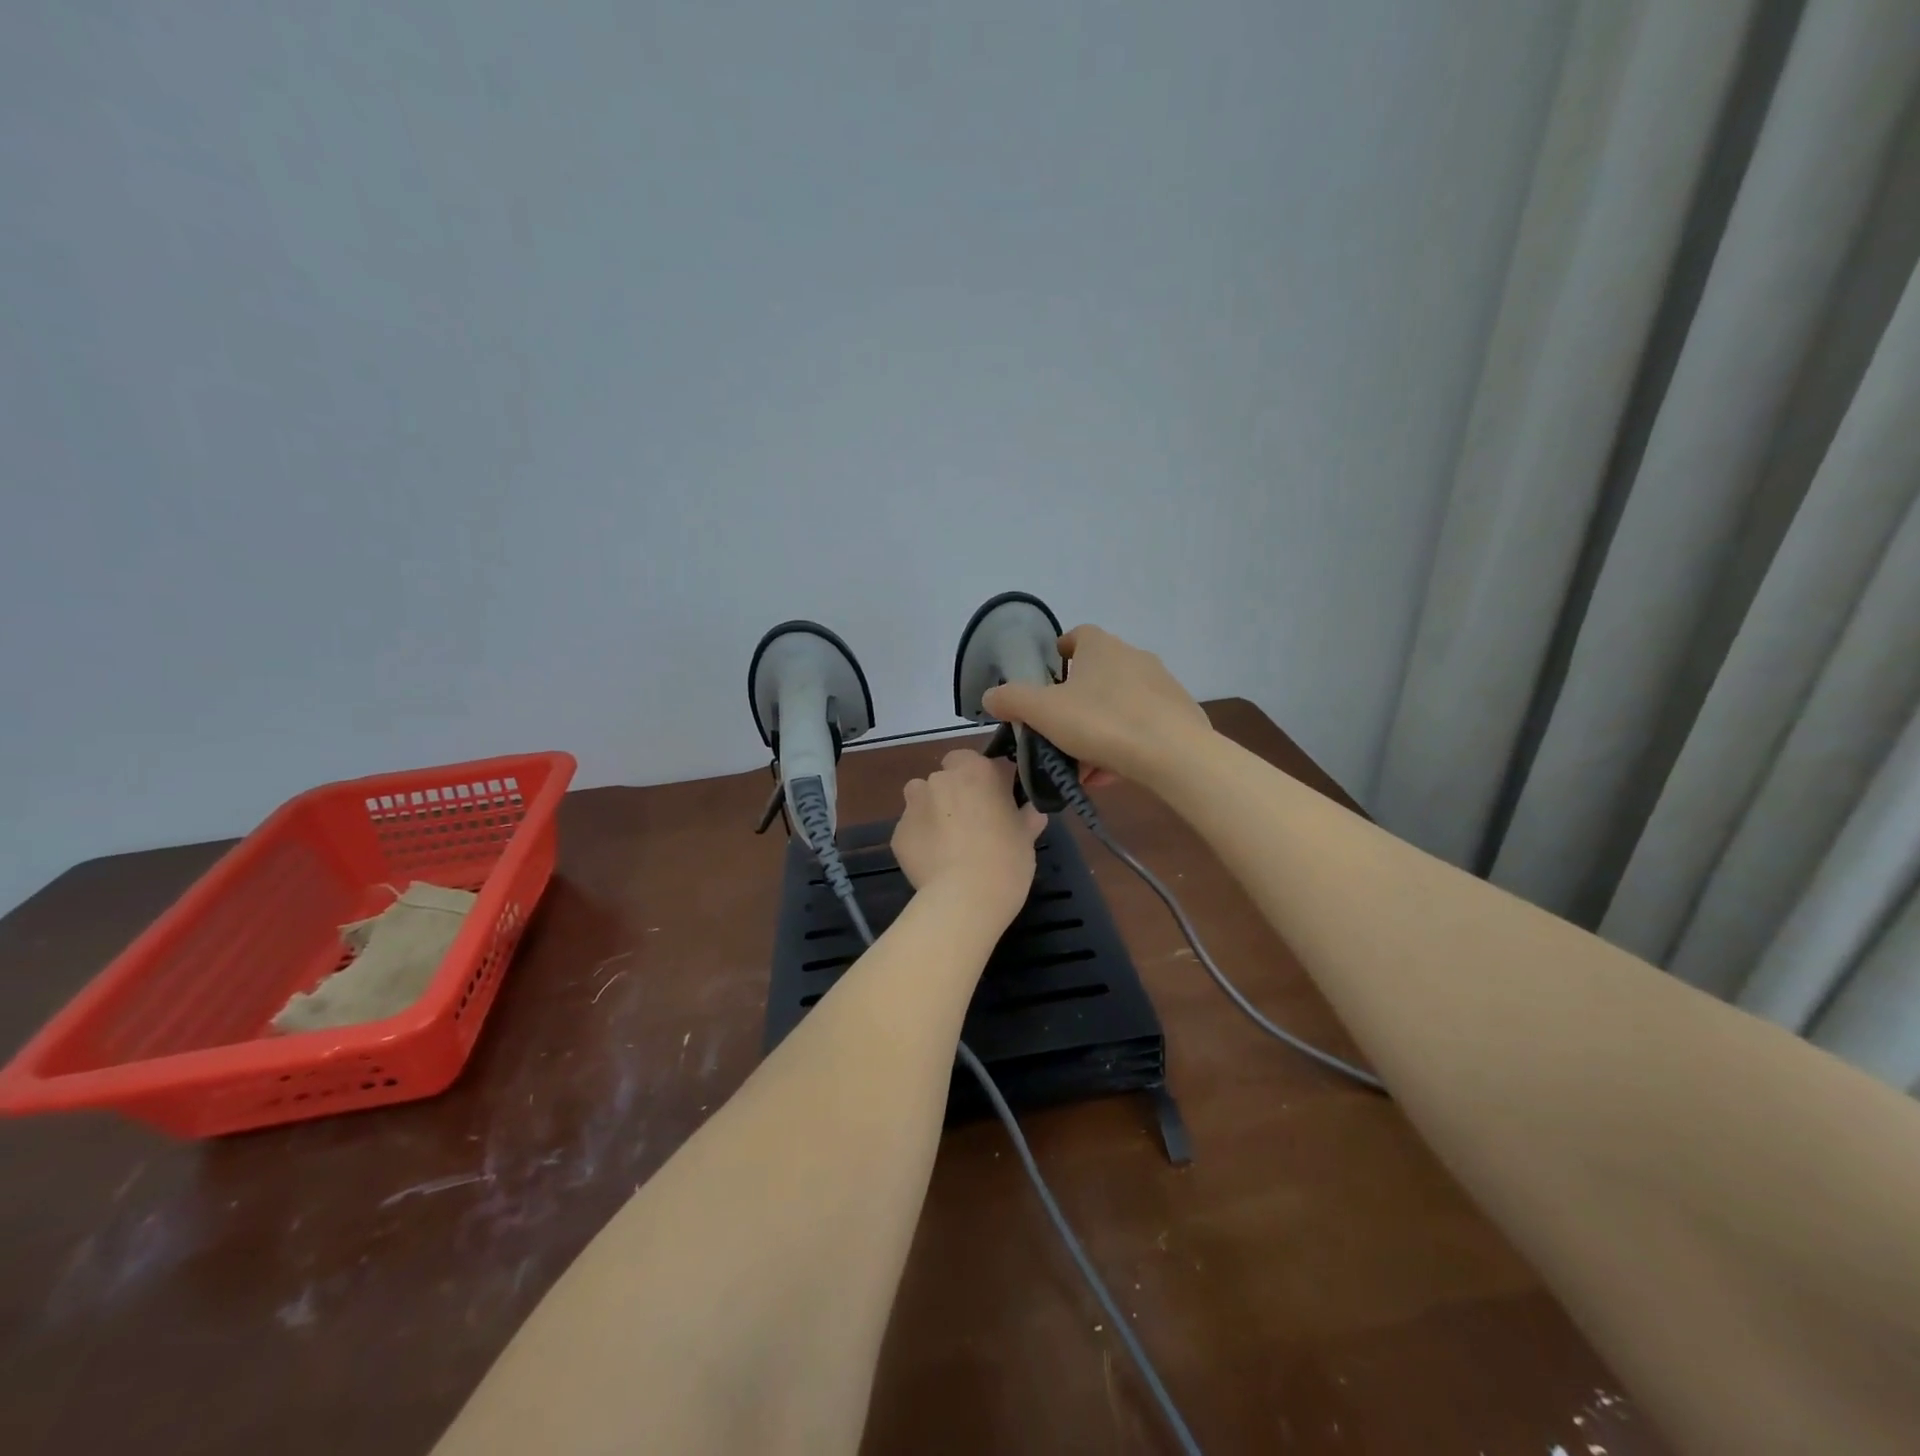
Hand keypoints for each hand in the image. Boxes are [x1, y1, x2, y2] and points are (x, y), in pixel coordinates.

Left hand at [892, 750, 1044, 924]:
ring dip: (932, 812)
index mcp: (975, 770)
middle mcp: (940, 779)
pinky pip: (912, 830)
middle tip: (972, 823)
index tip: (994, 801)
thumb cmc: (1006, 859)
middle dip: (955, 793)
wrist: (965, 898)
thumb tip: (1032, 811)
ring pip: (922, 799)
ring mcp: (914, 805)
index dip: (983, 780)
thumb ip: (1027, 816)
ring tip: (948, 842)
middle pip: (945, 778)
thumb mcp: (1026, 836)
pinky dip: (920, 840)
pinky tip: (934, 862)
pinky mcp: (898, 833)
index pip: (975, 760)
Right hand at [982, 625, 1211, 788]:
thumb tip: (990, 696)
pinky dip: (1123, 743)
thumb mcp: (1044, 712)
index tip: (1049, 675)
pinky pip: (1141, 725)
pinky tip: (1111, 773)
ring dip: (1098, 729)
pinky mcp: (1180, 714)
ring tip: (1083, 765)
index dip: (1061, 652)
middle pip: (1097, 675)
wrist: (1175, 754)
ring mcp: (1161, 685)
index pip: (1078, 635)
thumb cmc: (1102, 722)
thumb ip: (1012, 700)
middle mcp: (1134, 657)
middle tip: (1059, 731)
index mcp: (1101, 647)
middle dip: (1076, 702)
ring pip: (1118, 705)